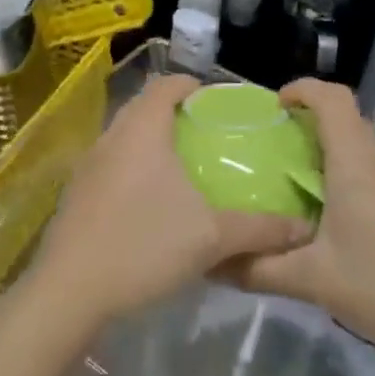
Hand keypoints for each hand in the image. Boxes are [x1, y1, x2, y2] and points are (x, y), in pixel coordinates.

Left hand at [27, 74, 315, 330]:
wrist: (70, 290)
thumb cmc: (144, 246)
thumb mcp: (212, 237)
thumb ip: (260, 229)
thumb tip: (304, 228)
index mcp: (142, 129)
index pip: (165, 85)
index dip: (191, 86)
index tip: (214, 102)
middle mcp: (111, 136)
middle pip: (143, 108)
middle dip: (172, 115)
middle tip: (205, 136)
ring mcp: (87, 165)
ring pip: (124, 138)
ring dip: (150, 144)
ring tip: (181, 169)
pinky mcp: (76, 194)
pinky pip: (110, 165)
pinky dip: (132, 169)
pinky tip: (149, 204)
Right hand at [224, 79, 374, 375]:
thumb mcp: (318, 282)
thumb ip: (261, 269)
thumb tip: (212, 263)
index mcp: (357, 164)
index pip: (331, 98)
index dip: (300, 89)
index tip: (272, 107)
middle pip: (345, 124)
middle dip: (306, 130)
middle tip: (270, 159)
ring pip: (363, 156)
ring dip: (329, 163)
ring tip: (297, 199)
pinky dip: (352, 188)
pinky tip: (341, 234)